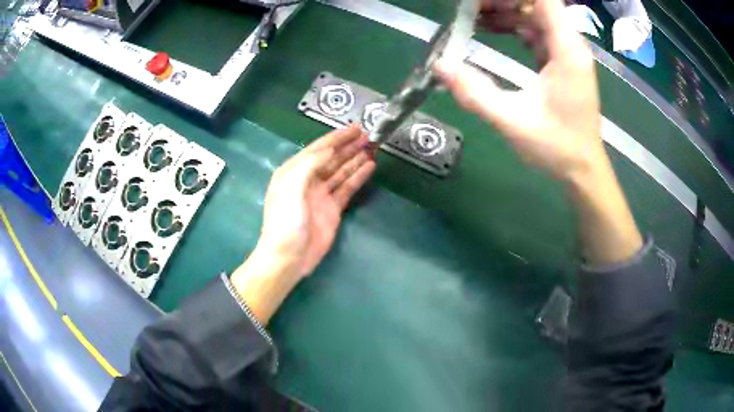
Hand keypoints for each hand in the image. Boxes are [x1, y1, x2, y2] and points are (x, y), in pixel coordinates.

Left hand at [231, 125, 374, 323]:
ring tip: (371, 147)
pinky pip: (347, 188)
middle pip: (331, 158)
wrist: (288, 257)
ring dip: (355, 159)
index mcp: (293, 171)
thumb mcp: (291, 187)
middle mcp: (307, 180)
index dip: (336, 137)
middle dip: (348, 146)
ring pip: (341, 171)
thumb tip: (329, 150)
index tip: (355, 127)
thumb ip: (309, 165)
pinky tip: (369, 167)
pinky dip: (357, 177)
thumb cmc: (285, 221)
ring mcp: (321, 195)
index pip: (317, 148)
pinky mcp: (332, 209)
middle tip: (368, 135)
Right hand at [435, 0, 642, 264]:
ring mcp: (567, 52)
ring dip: (504, 12)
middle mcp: (570, 45)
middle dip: (501, 2)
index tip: (478, 2)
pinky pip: (536, 31)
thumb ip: (475, 92)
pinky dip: (512, 26)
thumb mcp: (512, 121)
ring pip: (534, 15)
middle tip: (467, 9)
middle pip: (535, 4)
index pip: (542, 0)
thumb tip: (439, 65)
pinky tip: (489, 30)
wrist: (583, 170)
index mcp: (566, 51)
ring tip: (471, 17)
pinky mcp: (561, 61)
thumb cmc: (557, 148)